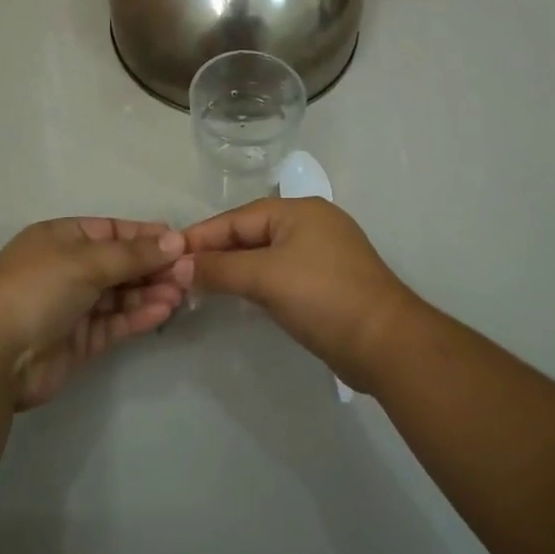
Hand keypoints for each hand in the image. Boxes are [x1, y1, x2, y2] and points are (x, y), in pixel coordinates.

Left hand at [0, 218, 194, 409]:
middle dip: (153, 267)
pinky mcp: (79, 341)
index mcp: (61, 237)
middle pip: (120, 263)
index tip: (181, 243)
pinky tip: (163, 312)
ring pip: (120, 294)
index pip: (112, 230)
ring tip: (181, 294)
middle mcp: (67, 268)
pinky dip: (138, 316)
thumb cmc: (37, 289)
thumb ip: (134, 253)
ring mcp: (73, 306)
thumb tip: (175, 239)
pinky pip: (115, 322)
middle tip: (189, 273)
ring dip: (150, 292)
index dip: (146, 235)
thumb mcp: (86, 260)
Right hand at [183, 198, 417, 391]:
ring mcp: (322, 253)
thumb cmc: (323, 297)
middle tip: (179, 275)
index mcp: (298, 210)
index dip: (202, 236)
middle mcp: (311, 224)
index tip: (168, 254)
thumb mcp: (266, 277)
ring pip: (265, 255)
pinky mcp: (328, 282)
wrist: (387, 343)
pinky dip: (257, 283)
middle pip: (251, 233)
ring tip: (201, 287)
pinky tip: (239, 297)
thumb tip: (180, 266)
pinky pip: (281, 274)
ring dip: (235, 270)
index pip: (238, 218)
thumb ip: (221, 268)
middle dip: (216, 253)